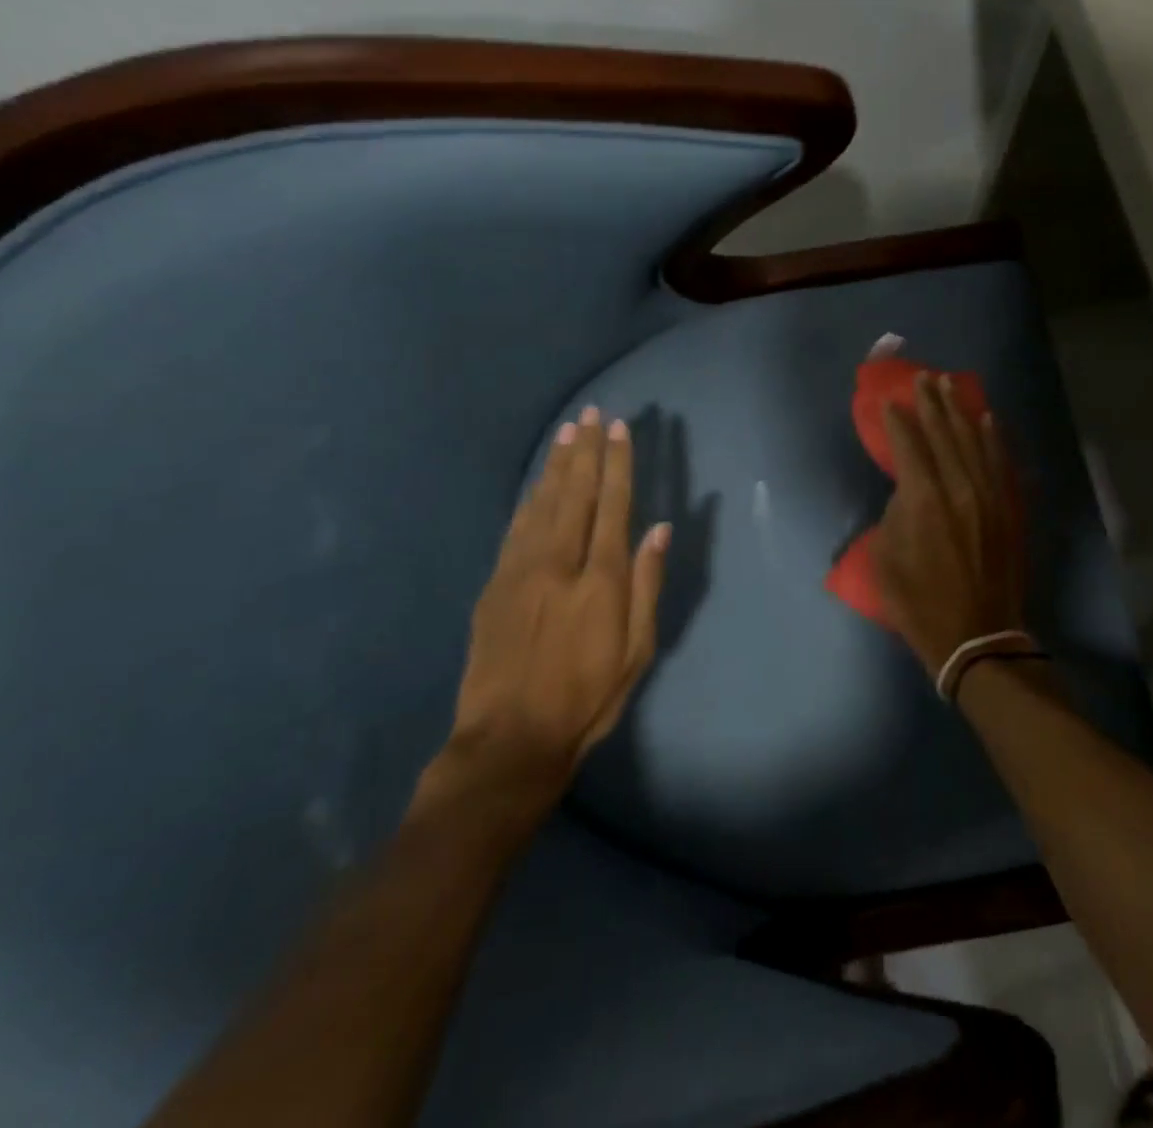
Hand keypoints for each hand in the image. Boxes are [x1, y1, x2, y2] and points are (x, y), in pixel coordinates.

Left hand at [446, 407, 669, 790]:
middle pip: (576, 494)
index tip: (620, 431)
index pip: (613, 506)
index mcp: (600, 581)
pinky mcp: (495, 584)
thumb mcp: (636, 652)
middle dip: (586, 451)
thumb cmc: (586, 698)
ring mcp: (521, 571)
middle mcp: (560, 563)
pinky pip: (516, 528)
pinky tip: (538, 482)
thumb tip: (658, 531)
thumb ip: (647, 586)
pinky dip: (529, 498)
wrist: (509, 738)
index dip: (618, 465)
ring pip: (543, 503)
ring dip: (557, 465)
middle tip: (592, 415)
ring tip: (567, 432)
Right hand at [872, 374, 1026, 676]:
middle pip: (944, 434)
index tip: (891, 401)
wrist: (975, 636)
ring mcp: (988, 496)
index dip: (898, 421)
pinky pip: (999, 462)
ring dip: (961, 411)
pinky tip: (988, 420)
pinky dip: (993, 438)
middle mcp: (959, 487)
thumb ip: (894, 514)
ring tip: (951, 387)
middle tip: (924, 378)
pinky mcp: (1007, 508)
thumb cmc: (919, 602)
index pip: (909, 445)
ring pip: (974, 441)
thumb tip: (909, 492)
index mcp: (923, 499)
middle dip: (932, 403)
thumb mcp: (885, 558)